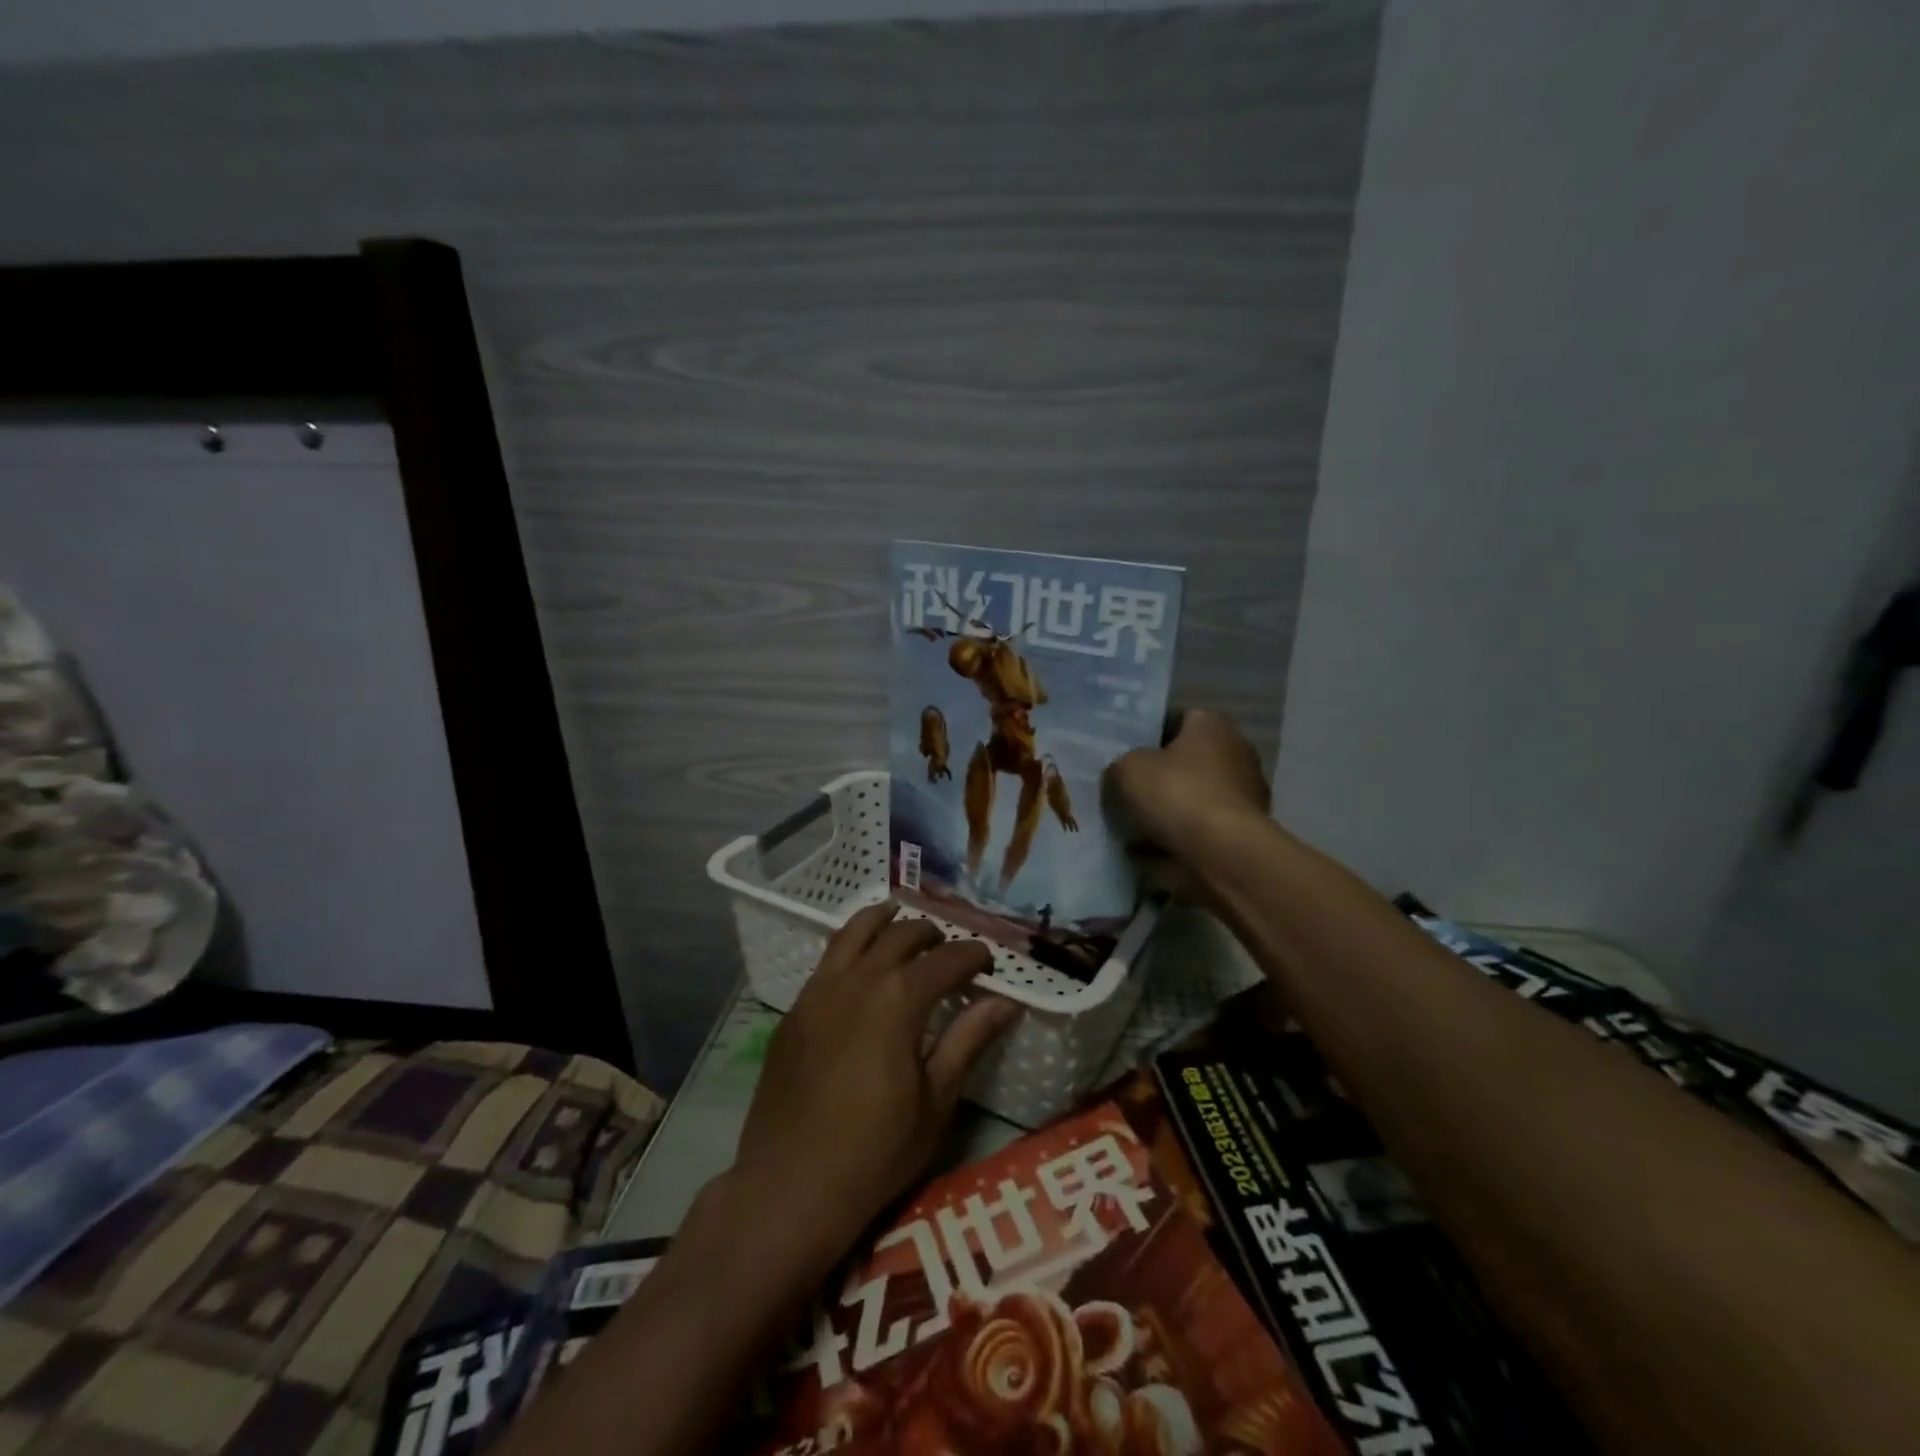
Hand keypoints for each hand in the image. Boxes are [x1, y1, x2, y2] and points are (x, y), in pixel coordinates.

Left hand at [728, 904, 1018, 1264]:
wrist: (790, 1184)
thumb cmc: (876, 1150)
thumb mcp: (936, 1101)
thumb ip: (968, 1041)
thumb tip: (1006, 1002)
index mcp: (899, 999)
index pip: (946, 959)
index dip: (972, 955)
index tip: (988, 962)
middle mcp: (859, 979)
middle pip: (900, 935)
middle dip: (930, 934)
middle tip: (948, 948)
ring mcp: (820, 990)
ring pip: (854, 932)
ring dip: (883, 921)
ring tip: (899, 917)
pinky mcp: (795, 1009)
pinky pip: (827, 959)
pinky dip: (850, 945)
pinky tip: (859, 961)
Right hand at [1104, 709, 1270, 892]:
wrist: (1222, 854)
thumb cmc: (1178, 794)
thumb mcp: (1128, 769)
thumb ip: (1120, 767)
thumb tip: (1121, 777)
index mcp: (1212, 726)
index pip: (1177, 720)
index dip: (1148, 736)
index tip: (1123, 755)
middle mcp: (1235, 755)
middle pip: (1184, 763)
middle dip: (1157, 778)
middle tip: (1122, 791)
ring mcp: (1242, 798)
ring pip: (1190, 800)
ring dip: (1165, 813)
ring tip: (1128, 828)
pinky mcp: (1240, 835)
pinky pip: (1196, 833)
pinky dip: (1174, 842)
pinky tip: (1144, 853)